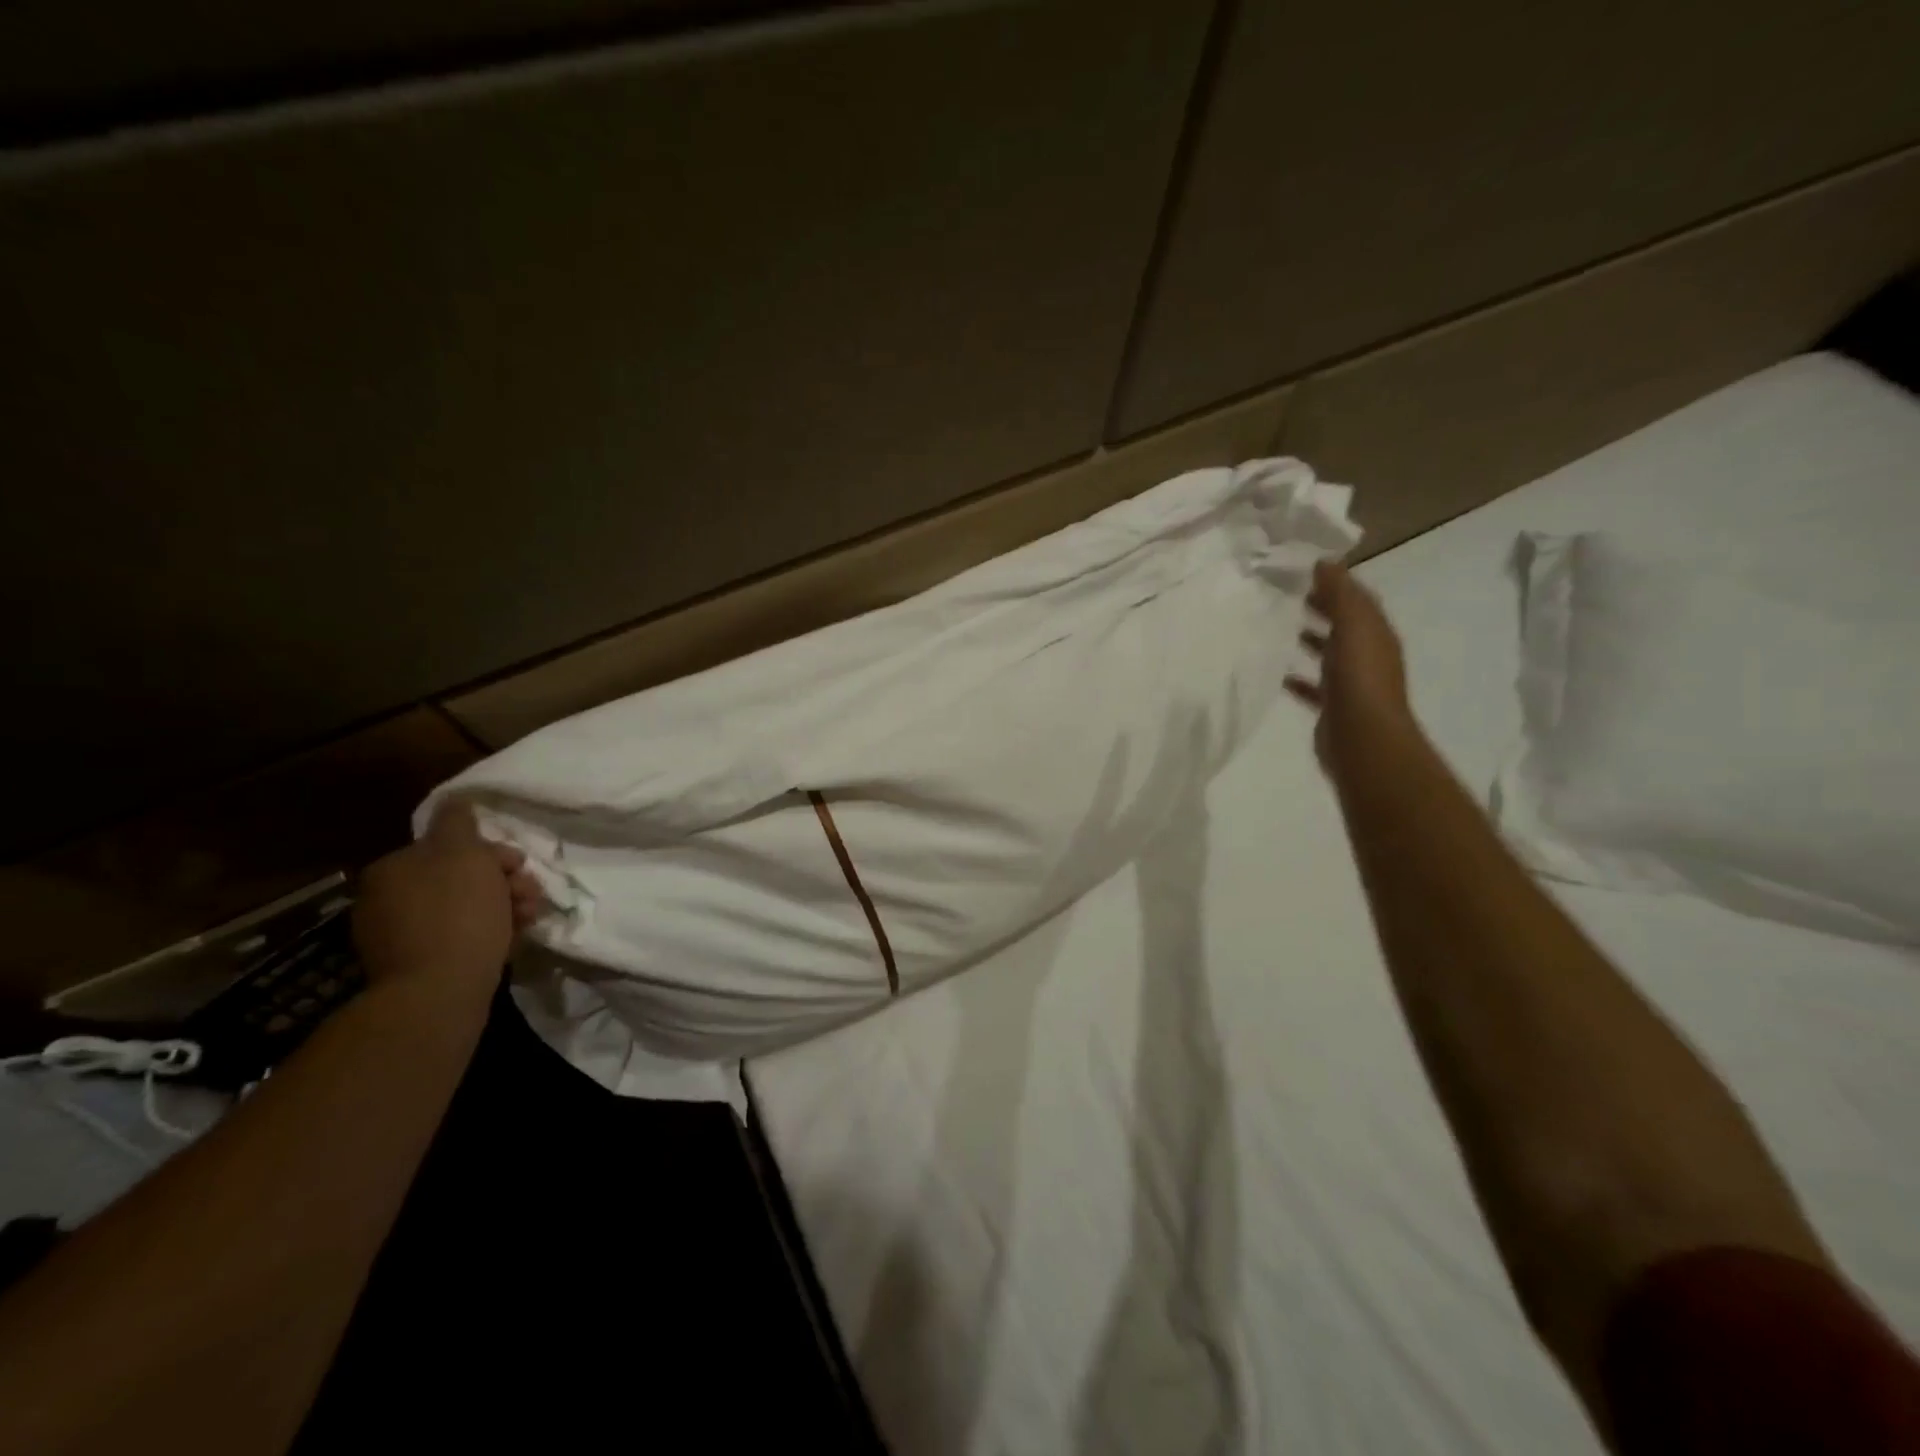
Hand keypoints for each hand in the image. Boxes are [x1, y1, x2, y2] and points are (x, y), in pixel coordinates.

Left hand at [352, 804, 543, 992]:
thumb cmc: (458, 914)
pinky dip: (488, 934)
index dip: (493, 853)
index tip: (519, 867)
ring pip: (465, 908)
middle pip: (460, 878)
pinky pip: (460, 938)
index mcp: (393, 869)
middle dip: (503, 882)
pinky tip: (511, 940)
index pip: (451, 846)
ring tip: (529, 919)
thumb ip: (458, 821)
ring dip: (504, 906)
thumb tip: (456, 800)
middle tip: (530, 894)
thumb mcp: (464, 853)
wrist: (440, 992)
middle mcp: (387, 900)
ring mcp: (398, 937)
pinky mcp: (416, 968)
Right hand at [1285, 560, 1416, 782]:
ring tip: (1275, 627)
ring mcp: (1350, 683)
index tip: (1300, 567)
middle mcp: (1366, 655)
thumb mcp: (1353, 626)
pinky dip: (1296, 677)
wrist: (1363, 740)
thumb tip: (1324, 561)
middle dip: (1318, 607)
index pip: (1356, 598)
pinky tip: (1276, 673)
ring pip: (1326, 653)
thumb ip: (1340, 594)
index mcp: (1375, 633)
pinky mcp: (1332, 707)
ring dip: (1307, 639)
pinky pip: (1312, 685)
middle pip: (1341, 624)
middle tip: (1282, 593)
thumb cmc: (1359, 679)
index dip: (1333, 581)